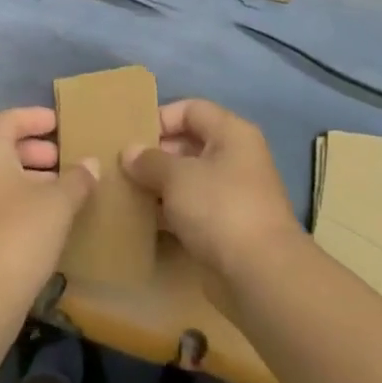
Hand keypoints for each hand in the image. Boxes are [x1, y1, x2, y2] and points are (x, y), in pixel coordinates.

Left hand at [0, 107, 96, 319]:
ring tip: (69, 188)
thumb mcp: (57, 203)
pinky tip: (53, 218)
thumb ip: (77, 178)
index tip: (62, 122)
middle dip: (38, 149)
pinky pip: (1, 202)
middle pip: (4, 147)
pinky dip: (25, 201)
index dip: (36, 117)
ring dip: (35, 177)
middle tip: (70, 157)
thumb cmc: (17, 235)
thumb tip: (90, 164)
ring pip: (3, 177)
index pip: (8, 119)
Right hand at [122, 99, 301, 283]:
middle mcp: (236, 158)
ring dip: (159, 185)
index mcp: (232, 134)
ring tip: (125, 191)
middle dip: (155, 154)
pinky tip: (142, 219)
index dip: (161, 118)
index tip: (130, 137)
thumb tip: (129, 152)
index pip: (191, 109)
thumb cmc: (219, 208)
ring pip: (189, 179)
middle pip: (189, 144)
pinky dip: (169, 212)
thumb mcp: (177, 177)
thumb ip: (149, 160)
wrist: (260, 273)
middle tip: (121, 167)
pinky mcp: (226, 227)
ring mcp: (233, 194)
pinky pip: (192, 209)